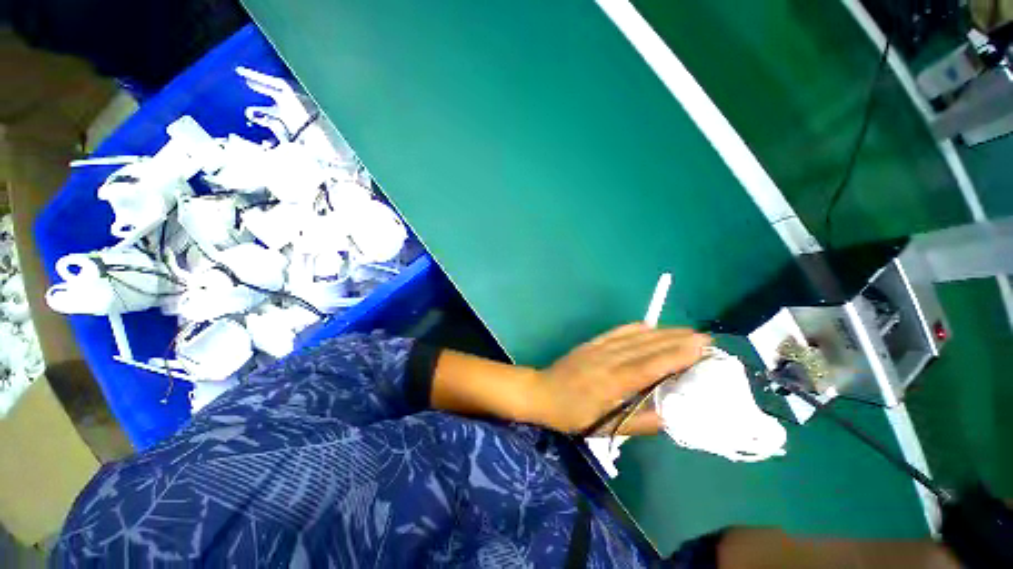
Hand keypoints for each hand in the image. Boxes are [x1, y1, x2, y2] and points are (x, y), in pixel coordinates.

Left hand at [528, 323, 710, 434]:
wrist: (541, 392)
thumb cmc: (571, 414)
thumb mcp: (602, 428)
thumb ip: (635, 423)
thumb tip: (667, 417)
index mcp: (612, 383)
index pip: (650, 366)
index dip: (676, 355)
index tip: (700, 346)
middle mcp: (608, 360)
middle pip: (646, 347)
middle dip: (676, 340)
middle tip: (703, 336)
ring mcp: (599, 348)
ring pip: (634, 337)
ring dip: (661, 332)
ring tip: (684, 330)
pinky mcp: (591, 343)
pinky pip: (616, 332)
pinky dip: (634, 328)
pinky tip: (648, 326)